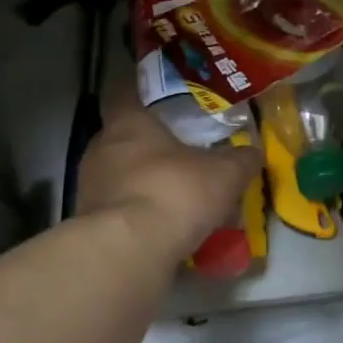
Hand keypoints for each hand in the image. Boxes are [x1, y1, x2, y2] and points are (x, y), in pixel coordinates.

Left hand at [78, 80, 260, 260]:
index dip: (141, 91)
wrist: (129, 250)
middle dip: (149, 144)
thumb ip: (240, 160)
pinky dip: (138, 214)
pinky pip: (118, 209)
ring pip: (120, 175)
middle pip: (123, 137)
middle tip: (178, 151)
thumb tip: (253, 153)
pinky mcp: (89, 222)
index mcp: (128, 123)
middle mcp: (101, 148)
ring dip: (143, 182)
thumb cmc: (175, 191)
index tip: (159, 96)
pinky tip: (163, 227)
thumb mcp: (224, 174)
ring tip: (174, 195)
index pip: (125, 92)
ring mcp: (89, 187)